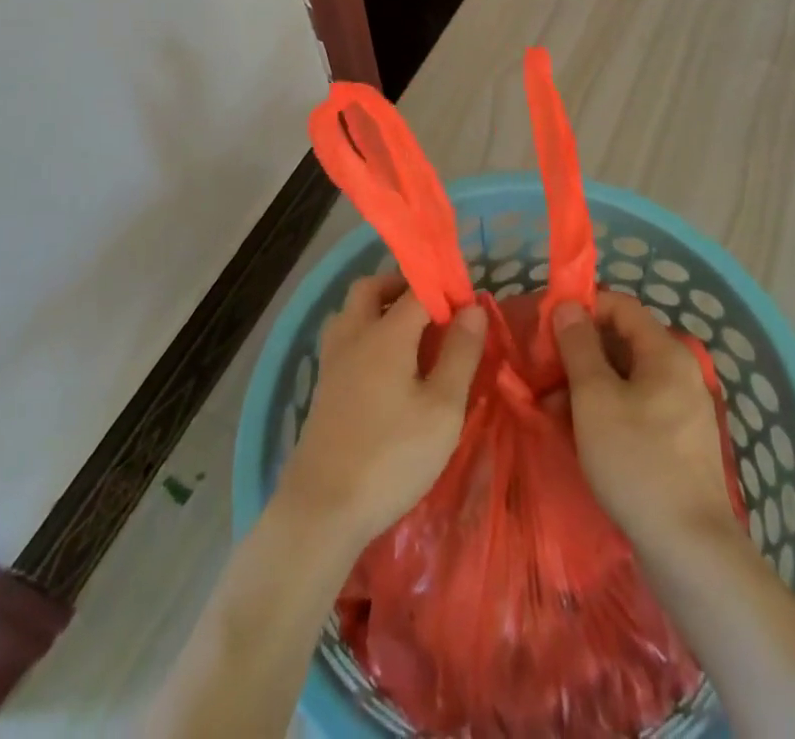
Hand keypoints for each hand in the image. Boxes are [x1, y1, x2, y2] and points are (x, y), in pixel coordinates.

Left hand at [276, 273, 487, 547]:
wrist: (322, 509)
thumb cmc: (392, 457)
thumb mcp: (442, 409)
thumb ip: (460, 354)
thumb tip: (472, 307)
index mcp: (386, 333)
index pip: (418, 289)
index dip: (444, 289)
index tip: (468, 304)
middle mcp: (354, 335)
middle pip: (371, 287)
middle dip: (402, 285)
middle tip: (432, 308)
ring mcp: (332, 361)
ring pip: (351, 311)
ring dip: (378, 307)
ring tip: (410, 334)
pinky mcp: (323, 387)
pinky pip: (343, 338)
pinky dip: (365, 333)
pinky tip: (385, 367)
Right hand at [553, 292, 738, 557]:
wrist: (690, 551)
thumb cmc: (636, 461)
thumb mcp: (594, 398)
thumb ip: (578, 347)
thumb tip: (568, 306)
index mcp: (666, 353)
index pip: (621, 306)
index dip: (583, 308)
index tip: (547, 327)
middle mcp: (679, 373)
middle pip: (623, 342)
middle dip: (580, 352)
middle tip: (543, 372)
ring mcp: (681, 410)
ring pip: (626, 379)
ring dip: (587, 385)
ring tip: (551, 410)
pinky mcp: (678, 444)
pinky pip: (636, 409)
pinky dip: (606, 411)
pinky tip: (578, 435)